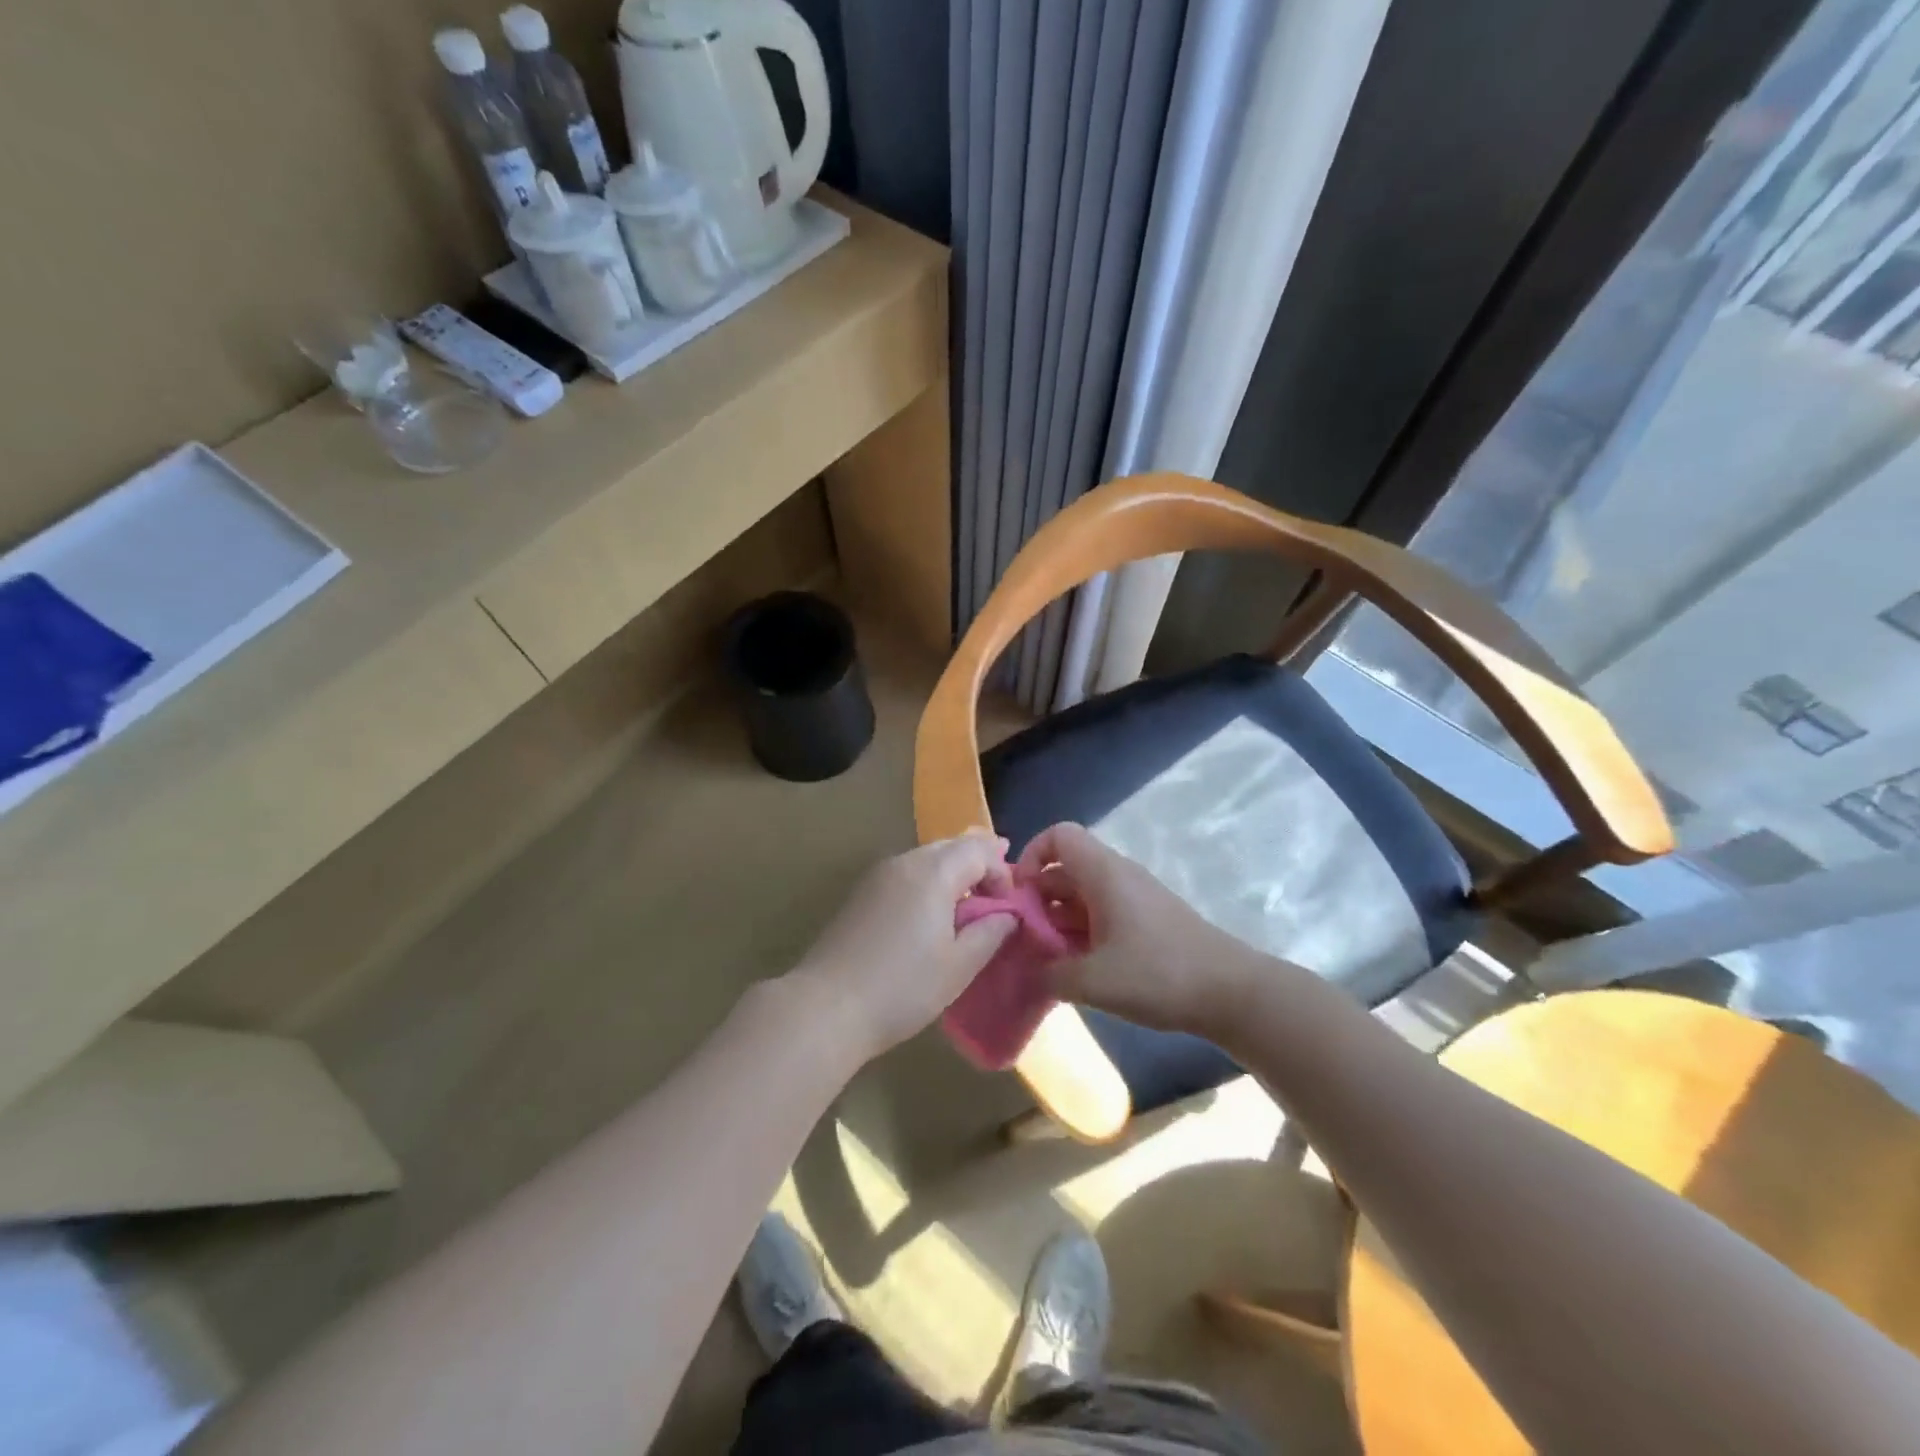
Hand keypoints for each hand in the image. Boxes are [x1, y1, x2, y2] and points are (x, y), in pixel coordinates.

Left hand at [789, 832, 1018, 1061]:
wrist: (827, 1006)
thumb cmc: (903, 987)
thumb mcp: (959, 966)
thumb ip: (990, 932)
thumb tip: (1008, 914)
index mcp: (933, 872)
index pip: (979, 849)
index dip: (1002, 871)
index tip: (1009, 905)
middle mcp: (904, 862)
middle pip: (951, 846)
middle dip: (978, 864)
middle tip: (997, 892)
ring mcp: (877, 875)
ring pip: (925, 858)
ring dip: (952, 873)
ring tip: (967, 903)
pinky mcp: (860, 894)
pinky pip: (905, 874)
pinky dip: (927, 883)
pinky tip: (930, 914)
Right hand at [1016, 823, 1253, 1037]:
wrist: (1231, 992)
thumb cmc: (1158, 974)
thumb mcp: (1092, 981)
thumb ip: (1049, 974)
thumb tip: (1030, 971)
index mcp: (1103, 873)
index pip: (1058, 835)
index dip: (1030, 856)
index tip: (1020, 898)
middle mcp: (1117, 876)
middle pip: (1064, 869)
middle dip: (1038, 900)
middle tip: (1024, 939)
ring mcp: (1134, 898)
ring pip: (1082, 895)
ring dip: (1058, 921)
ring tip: (1046, 960)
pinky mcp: (1147, 922)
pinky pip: (1102, 915)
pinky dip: (1081, 934)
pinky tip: (1078, 970)